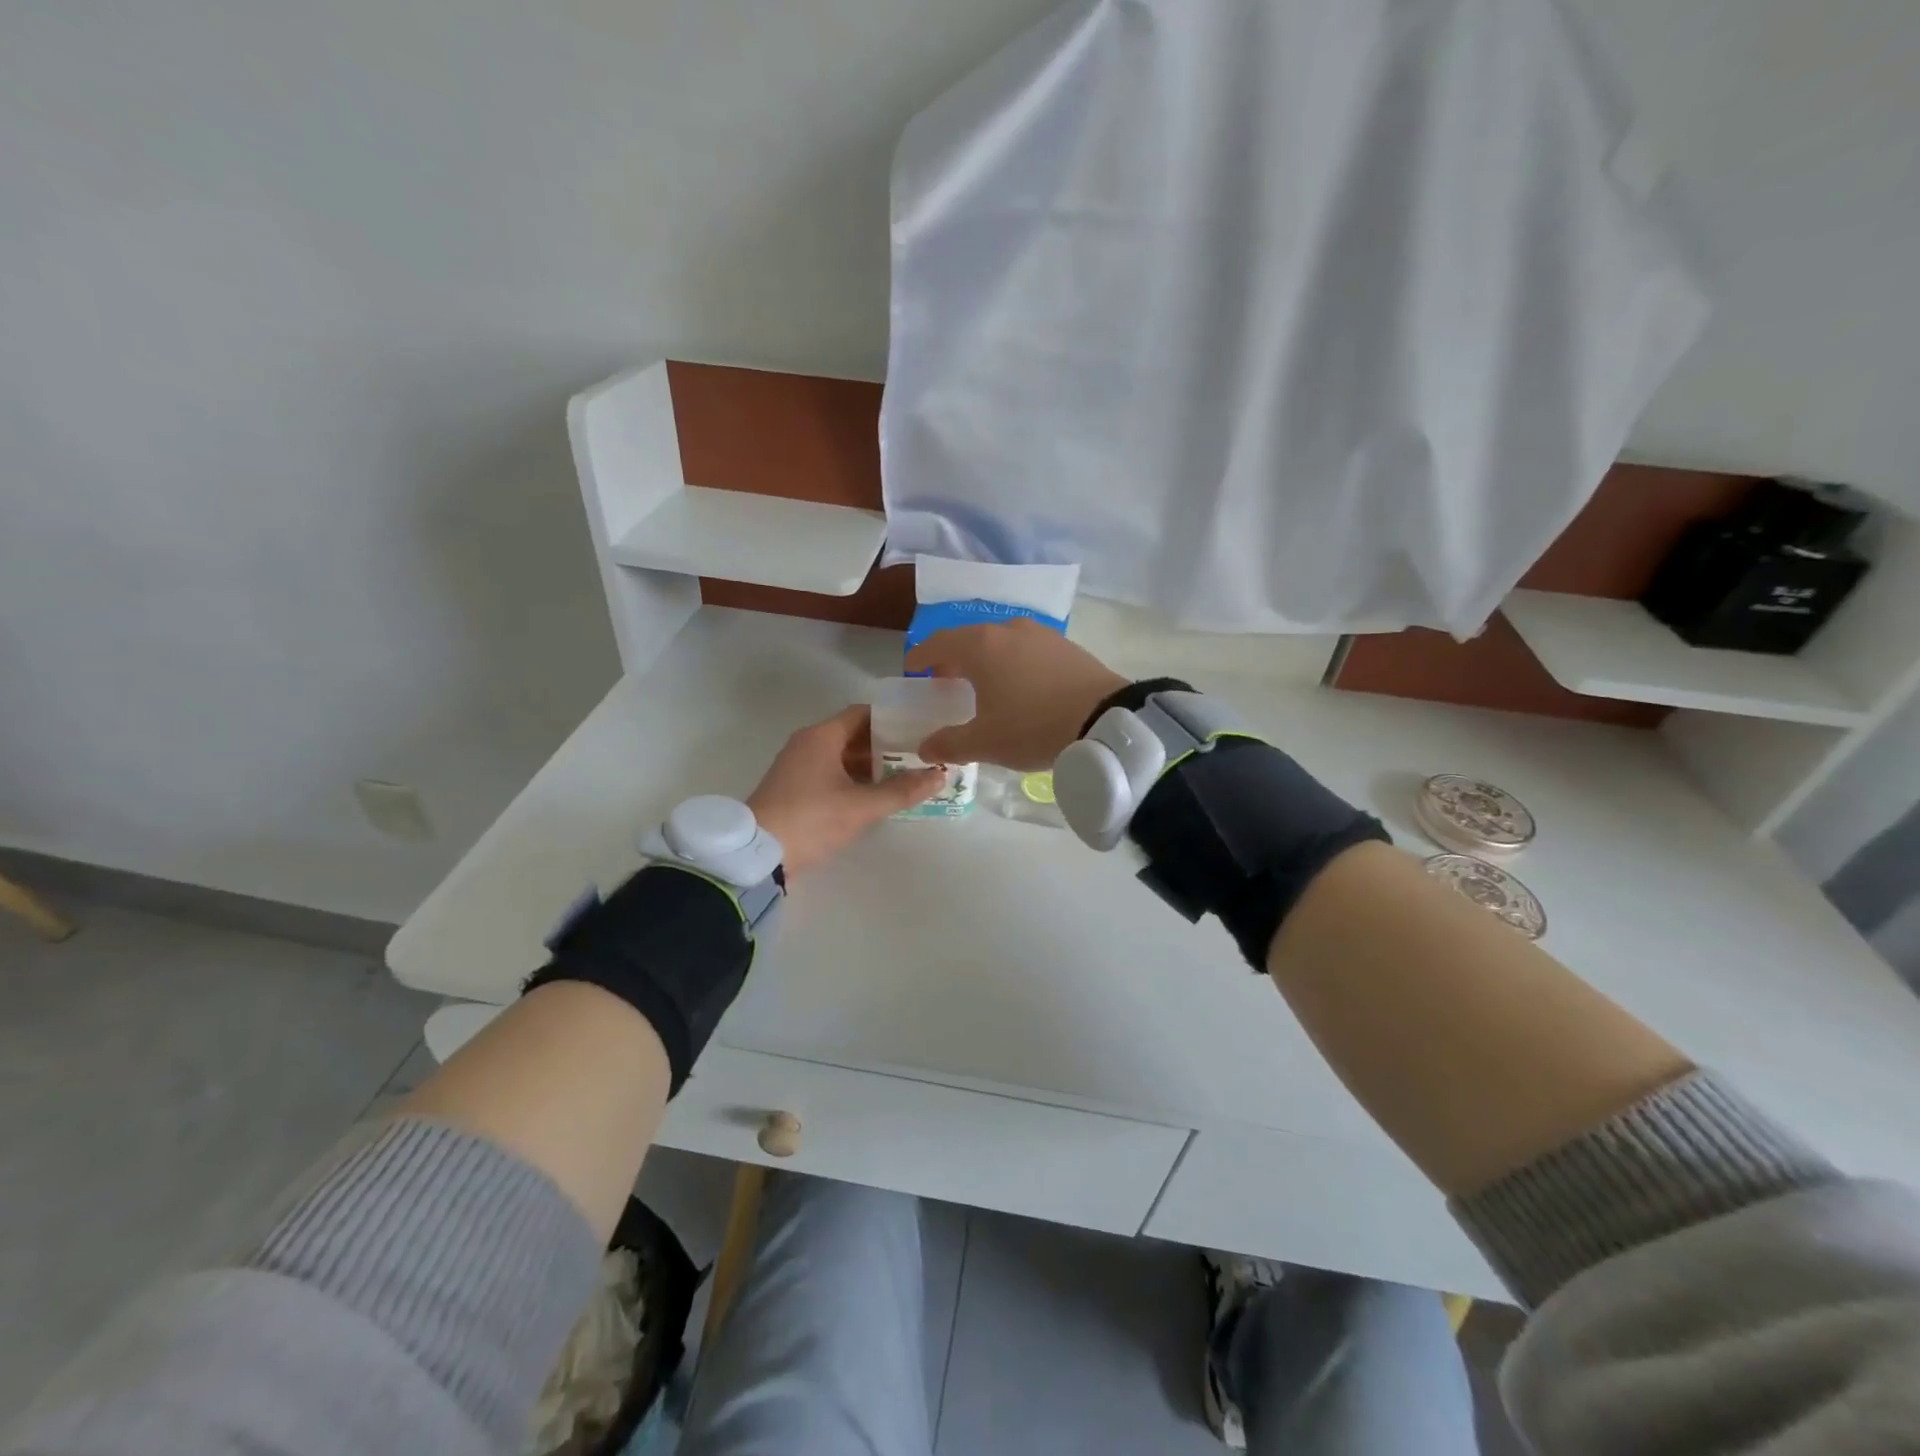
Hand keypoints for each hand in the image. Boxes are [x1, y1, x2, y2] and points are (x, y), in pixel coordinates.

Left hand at [747, 706, 943, 874]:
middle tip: (920, 754)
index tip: (920, 728)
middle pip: (854, 734)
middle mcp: (808, 743)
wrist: (757, 855)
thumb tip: (940, 776)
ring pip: (842, 755)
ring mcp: (798, 766)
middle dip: (886, 744)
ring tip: (906, 775)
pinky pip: (831, 772)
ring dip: (871, 764)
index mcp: (821, 736)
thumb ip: (902, 790)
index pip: (863, 713)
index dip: (892, 719)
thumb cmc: (811, 820)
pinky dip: (854, 778)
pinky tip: (876, 794)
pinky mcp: (794, 787)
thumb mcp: (861, 807)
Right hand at [904, 618, 1127, 769]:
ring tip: (983, 682)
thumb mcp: (986, 742)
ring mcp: (1041, 634)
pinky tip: (1020, 683)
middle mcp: (1008, 630)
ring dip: (985, 657)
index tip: (912, 669)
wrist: (1106, 720)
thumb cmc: (1034, 726)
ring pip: (1000, 640)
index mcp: (981, 646)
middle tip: (945, 679)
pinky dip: (1013, 661)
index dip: (921, 656)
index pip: (939, 643)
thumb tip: (924, 747)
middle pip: (969, 638)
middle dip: (952, 657)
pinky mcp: (1066, 646)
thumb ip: (950, 743)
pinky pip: (1027, 648)